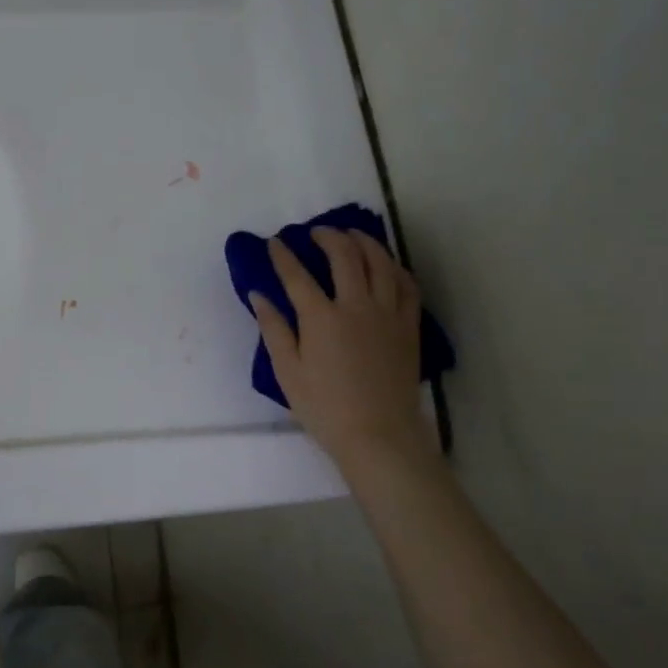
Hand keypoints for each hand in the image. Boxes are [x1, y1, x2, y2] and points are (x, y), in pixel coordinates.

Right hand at [250, 229, 436, 480]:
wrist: (379, 435)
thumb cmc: (324, 408)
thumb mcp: (287, 372)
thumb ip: (273, 329)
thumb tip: (259, 295)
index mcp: (321, 318)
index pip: (297, 275)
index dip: (283, 255)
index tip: (274, 243)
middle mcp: (357, 306)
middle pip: (345, 256)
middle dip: (327, 237)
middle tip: (315, 232)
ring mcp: (387, 313)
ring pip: (380, 262)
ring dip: (364, 242)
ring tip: (351, 235)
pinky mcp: (408, 326)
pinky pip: (406, 285)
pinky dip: (394, 267)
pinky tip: (385, 265)